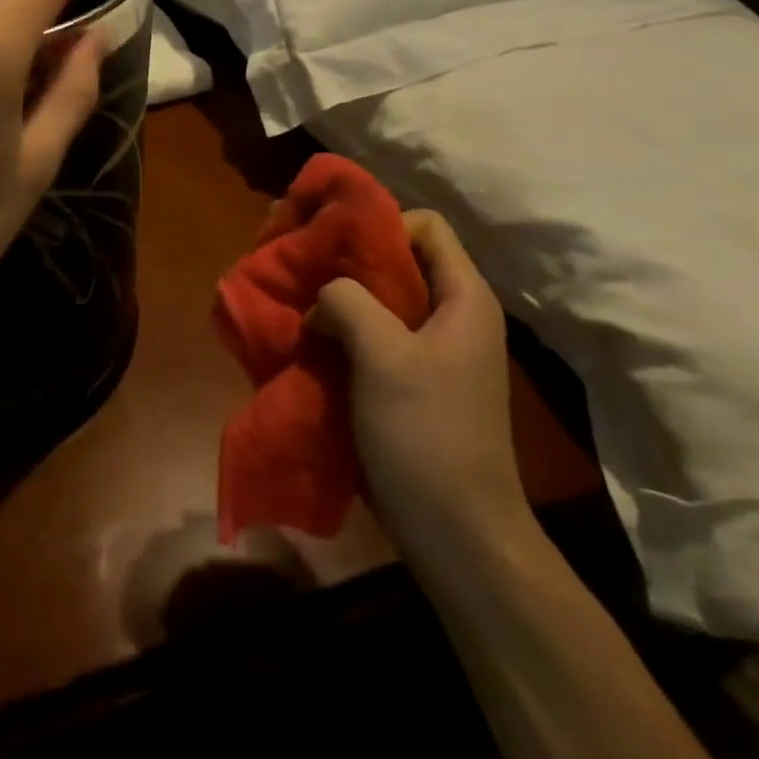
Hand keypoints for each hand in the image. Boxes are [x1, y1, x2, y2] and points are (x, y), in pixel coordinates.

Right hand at [310, 211, 530, 563]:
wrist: (456, 533)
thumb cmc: (427, 435)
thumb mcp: (383, 356)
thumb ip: (347, 301)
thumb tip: (321, 294)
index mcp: (462, 299)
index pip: (424, 226)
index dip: (379, 226)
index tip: (334, 247)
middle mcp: (451, 315)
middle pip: (396, 262)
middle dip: (345, 261)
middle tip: (299, 268)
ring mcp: (430, 351)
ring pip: (378, 300)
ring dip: (336, 300)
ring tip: (295, 305)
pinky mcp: (409, 381)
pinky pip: (370, 336)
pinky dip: (339, 333)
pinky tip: (308, 343)